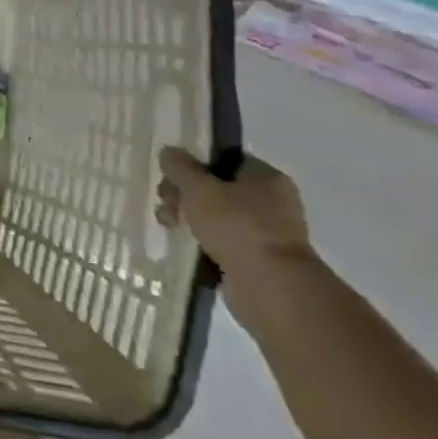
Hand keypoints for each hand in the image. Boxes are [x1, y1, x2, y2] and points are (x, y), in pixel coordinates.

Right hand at [155, 147, 311, 279]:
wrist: (270, 286)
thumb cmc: (237, 226)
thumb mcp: (198, 188)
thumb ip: (180, 166)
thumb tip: (169, 152)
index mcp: (265, 177)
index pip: (224, 159)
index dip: (193, 164)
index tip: (171, 176)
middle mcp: (272, 201)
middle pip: (216, 188)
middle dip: (185, 194)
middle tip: (166, 203)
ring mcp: (267, 232)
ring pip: (217, 216)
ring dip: (189, 218)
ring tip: (169, 226)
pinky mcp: (258, 259)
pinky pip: (223, 242)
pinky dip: (203, 242)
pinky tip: (185, 245)